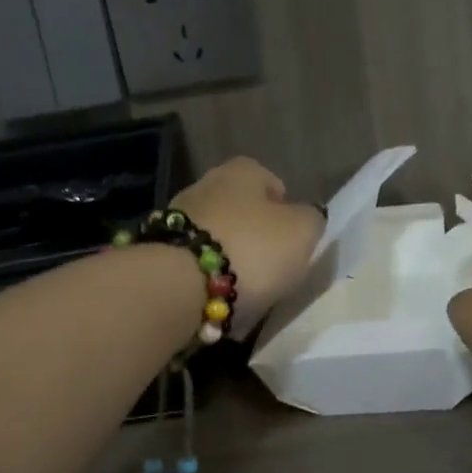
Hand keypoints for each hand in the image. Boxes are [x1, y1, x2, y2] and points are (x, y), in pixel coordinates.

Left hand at [172, 158, 324, 336]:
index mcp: (242, 172)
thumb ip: (311, 220)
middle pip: (239, 210)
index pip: (270, 181)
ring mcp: (177, 220)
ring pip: (215, 238)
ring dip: (230, 260)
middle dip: (255, 235)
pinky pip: (195, 266)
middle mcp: (205, 186)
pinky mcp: (160, 254)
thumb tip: (305, 219)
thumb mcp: (302, 232)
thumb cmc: (252, 249)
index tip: (292, 238)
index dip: (284, 207)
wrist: (180, 286)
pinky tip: (218, 300)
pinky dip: (207, 280)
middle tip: (272, 267)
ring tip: (246, 291)